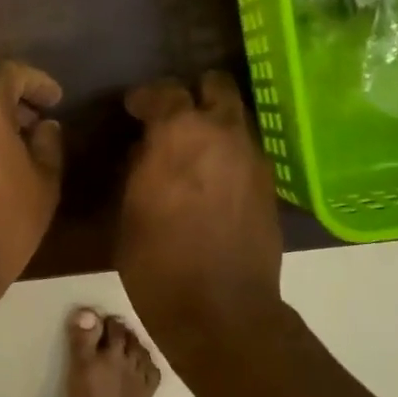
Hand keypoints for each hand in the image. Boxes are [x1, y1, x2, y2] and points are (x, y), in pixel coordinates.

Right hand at [116, 71, 284, 344]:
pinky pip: (246, 151)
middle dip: (194, 95)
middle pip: (216, 87)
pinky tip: (211, 178)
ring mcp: (252, 158)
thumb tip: (146, 149)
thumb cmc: (156, 261)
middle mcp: (222, 133)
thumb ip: (139, 167)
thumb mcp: (130, 209)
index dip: (146, 97)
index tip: (134, 109)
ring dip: (214, 123)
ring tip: (192, 149)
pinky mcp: (268, 185)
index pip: (165, 91)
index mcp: (179, 133)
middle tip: (173, 117)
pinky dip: (228, 153)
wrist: (219, 309)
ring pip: (236, 118)